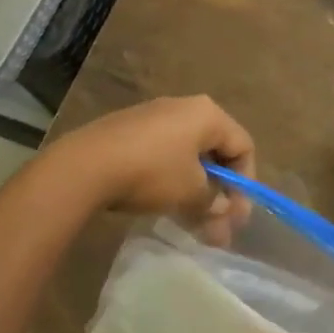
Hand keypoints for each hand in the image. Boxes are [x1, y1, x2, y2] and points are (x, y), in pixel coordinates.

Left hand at [37, 96, 255, 236]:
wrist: (88, 164)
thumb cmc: (152, 172)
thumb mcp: (191, 193)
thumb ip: (214, 202)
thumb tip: (222, 211)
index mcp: (208, 114)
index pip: (243, 145)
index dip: (245, 184)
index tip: (235, 218)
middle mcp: (185, 106)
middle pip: (216, 149)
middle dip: (220, 191)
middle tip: (216, 226)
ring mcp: (155, 114)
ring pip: (189, 153)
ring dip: (196, 188)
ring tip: (190, 221)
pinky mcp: (131, 128)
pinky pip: (165, 152)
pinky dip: (172, 177)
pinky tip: (163, 202)